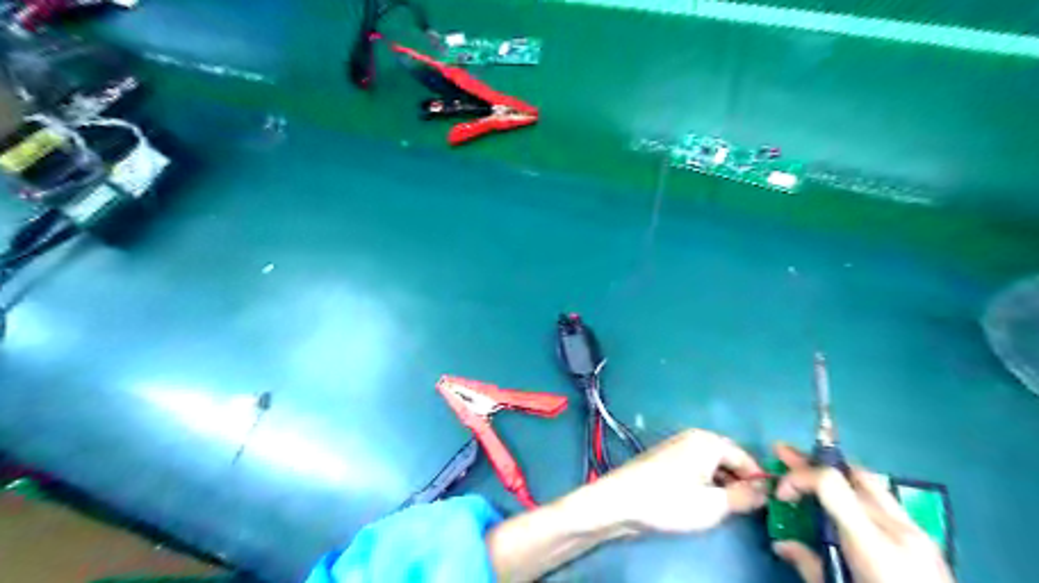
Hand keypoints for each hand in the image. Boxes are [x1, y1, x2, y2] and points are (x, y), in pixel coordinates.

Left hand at [581, 428, 764, 532]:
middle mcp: (693, 438)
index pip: (745, 457)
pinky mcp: (666, 461)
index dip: (758, 480)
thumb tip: (763, 492)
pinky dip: (706, 483)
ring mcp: (677, 448)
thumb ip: (744, 497)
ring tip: (727, 509)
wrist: (621, 501)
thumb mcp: (714, 505)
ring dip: (723, 485)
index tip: (768, 504)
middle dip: (740, 482)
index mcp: (708, 441)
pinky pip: (696, 469)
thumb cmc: (670, 501)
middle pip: (728, 458)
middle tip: (747, 509)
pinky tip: (704, 503)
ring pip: (712, 465)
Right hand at [775, 443, 951, 580]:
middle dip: (814, 462)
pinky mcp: (927, 542)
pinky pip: (886, 502)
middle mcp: (899, 530)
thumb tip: (782, 544)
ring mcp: (918, 534)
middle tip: (784, 453)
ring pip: (872, 483)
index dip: (799, 478)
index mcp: (873, 545)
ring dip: (837, 474)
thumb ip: (808, 564)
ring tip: (810, 471)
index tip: (782, 495)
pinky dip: (858, 493)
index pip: (830, 483)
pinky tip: (844, 501)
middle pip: (852, 474)